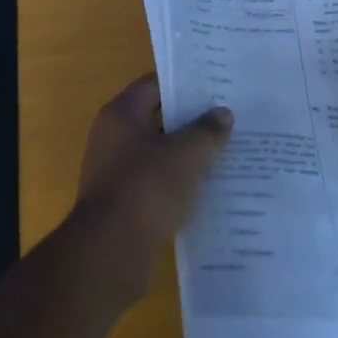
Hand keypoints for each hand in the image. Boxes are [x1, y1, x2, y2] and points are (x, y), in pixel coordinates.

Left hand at [74, 75, 232, 286]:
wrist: (110, 252)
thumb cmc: (146, 189)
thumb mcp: (185, 155)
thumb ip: (206, 131)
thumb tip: (223, 113)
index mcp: (121, 114)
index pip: (154, 85)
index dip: (185, 85)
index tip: (216, 88)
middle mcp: (112, 137)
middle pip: (157, 119)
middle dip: (190, 121)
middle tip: (227, 119)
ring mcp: (114, 171)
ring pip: (158, 153)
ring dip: (185, 155)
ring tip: (224, 154)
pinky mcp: (122, 203)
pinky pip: (154, 183)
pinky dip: (177, 183)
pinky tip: (206, 190)